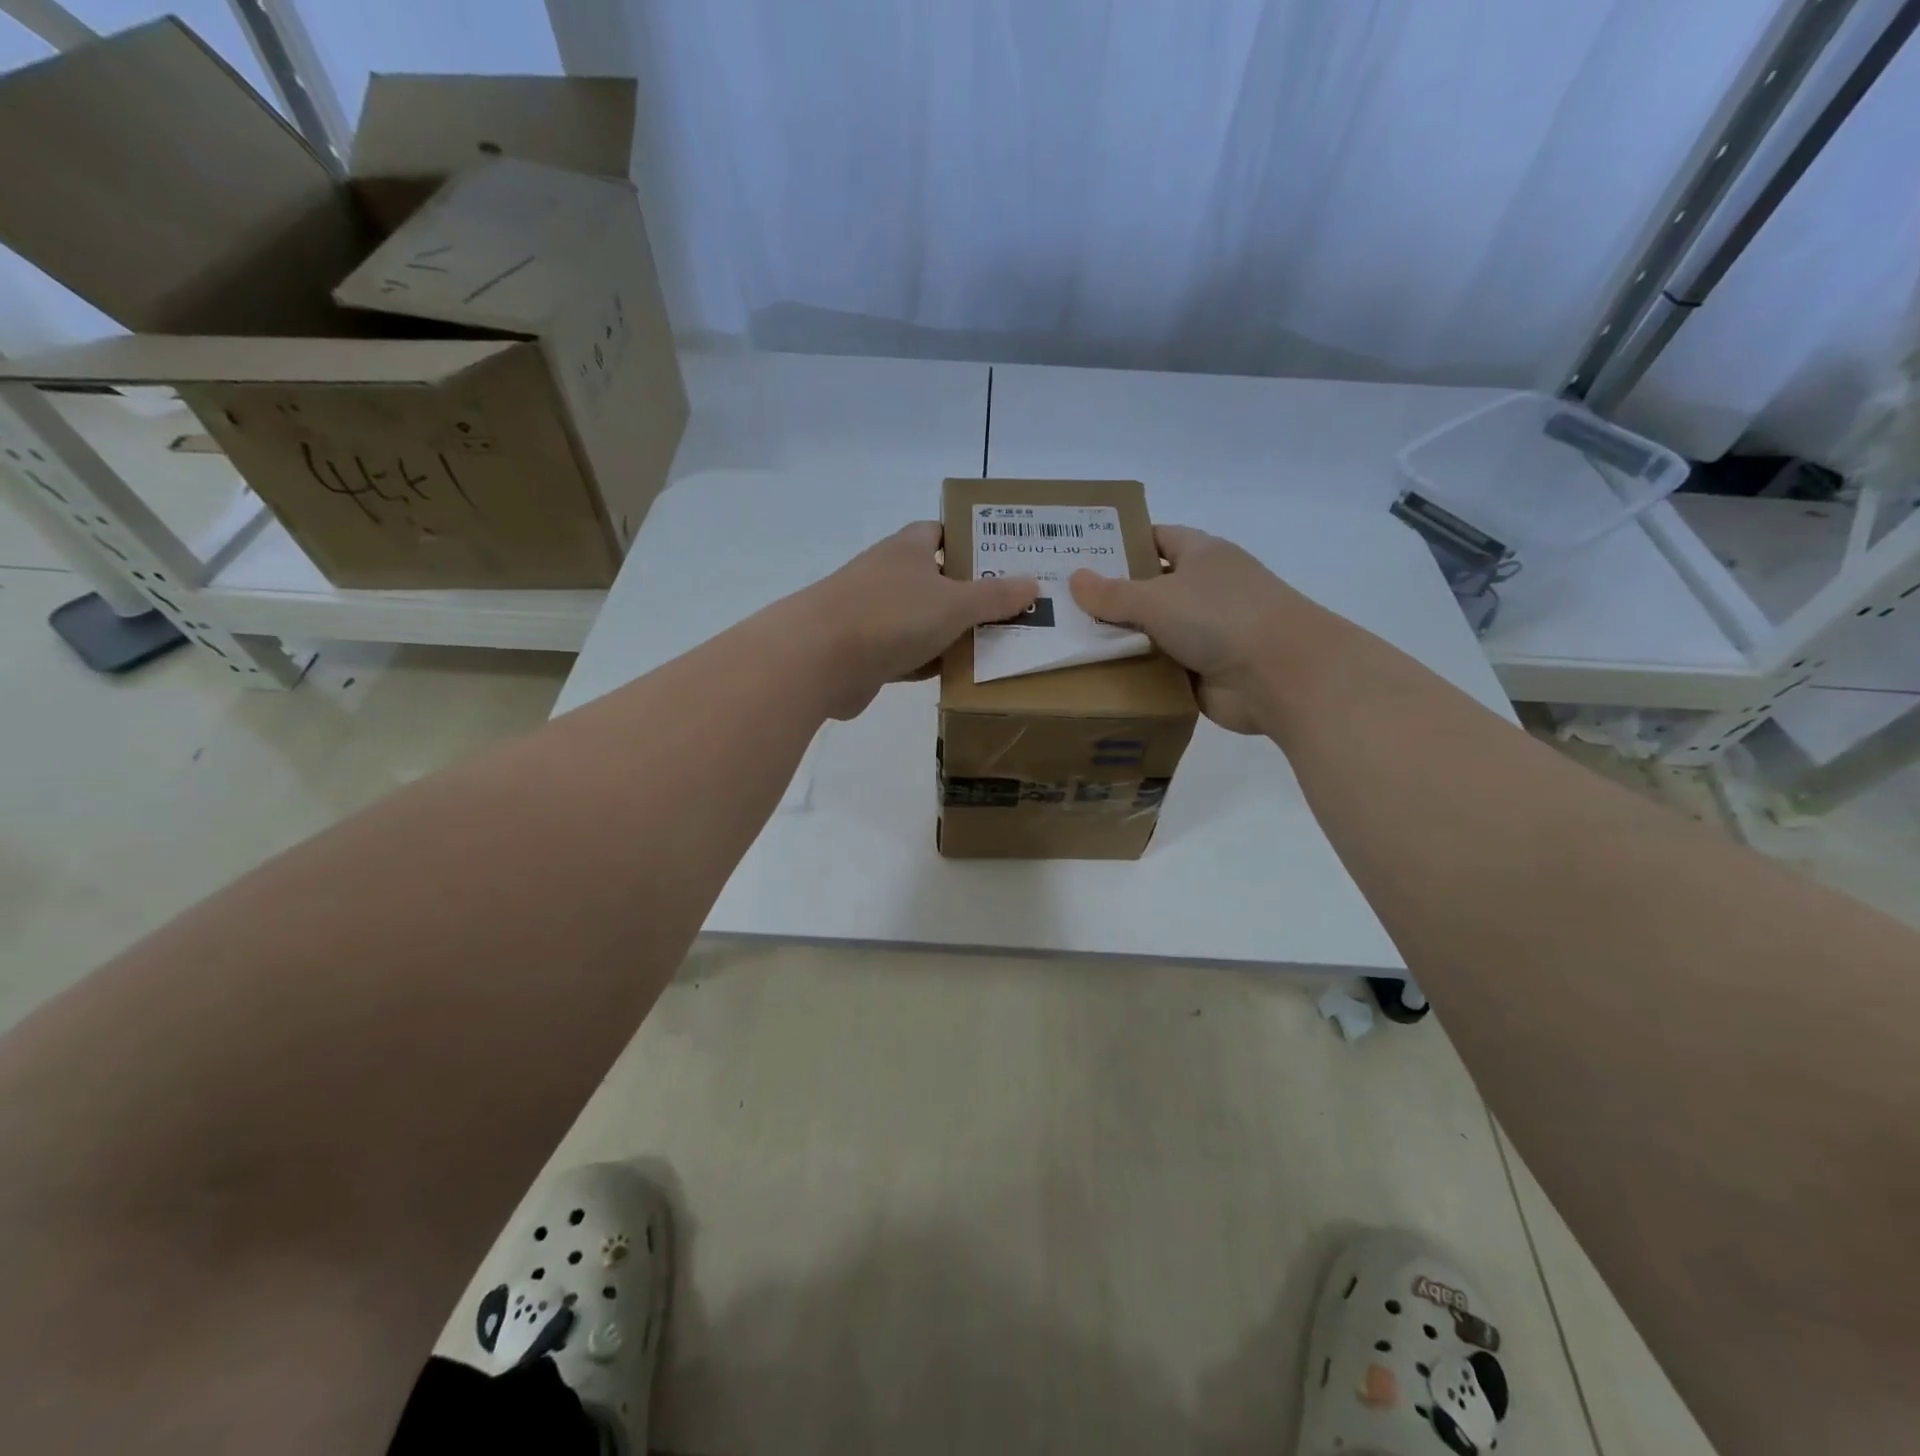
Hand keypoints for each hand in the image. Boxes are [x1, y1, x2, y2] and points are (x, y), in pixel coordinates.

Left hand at [794, 522, 1038, 718]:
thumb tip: (1032, 583)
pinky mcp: (863, 652)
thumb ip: (995, 596)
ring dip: (949, 633)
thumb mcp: (955, 603)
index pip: (940, 532)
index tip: (1001, 560)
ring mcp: (872, 614)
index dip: (969, 541)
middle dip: (968, 595)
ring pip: (921, 620)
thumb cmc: (891, 616)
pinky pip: (905, 654)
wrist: (818, 660)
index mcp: (907, 549)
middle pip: (935, 580)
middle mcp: (887, 575)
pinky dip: (926, 662)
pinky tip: (954, 676)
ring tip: (994, 646)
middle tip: (1011, 610)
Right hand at [1068, 525, 1320, 732]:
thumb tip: (1075, 578)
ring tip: (1067, 642)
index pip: (1155, 538)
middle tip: (1059, 603)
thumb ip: (1113, 593)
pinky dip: (1135, 673)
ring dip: (1119, 640)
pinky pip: (1159, 668)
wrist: (1280, 676)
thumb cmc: (1220, 617)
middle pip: (1148, 589)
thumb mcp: (1157, 598)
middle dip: (1110, 597)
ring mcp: (1206, 633)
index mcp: (1201, 555)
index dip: (1120, 543)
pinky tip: (1095, 678)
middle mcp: (1204, 590)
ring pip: (1152, 632)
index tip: (1080, 554)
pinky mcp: (1203, 673)